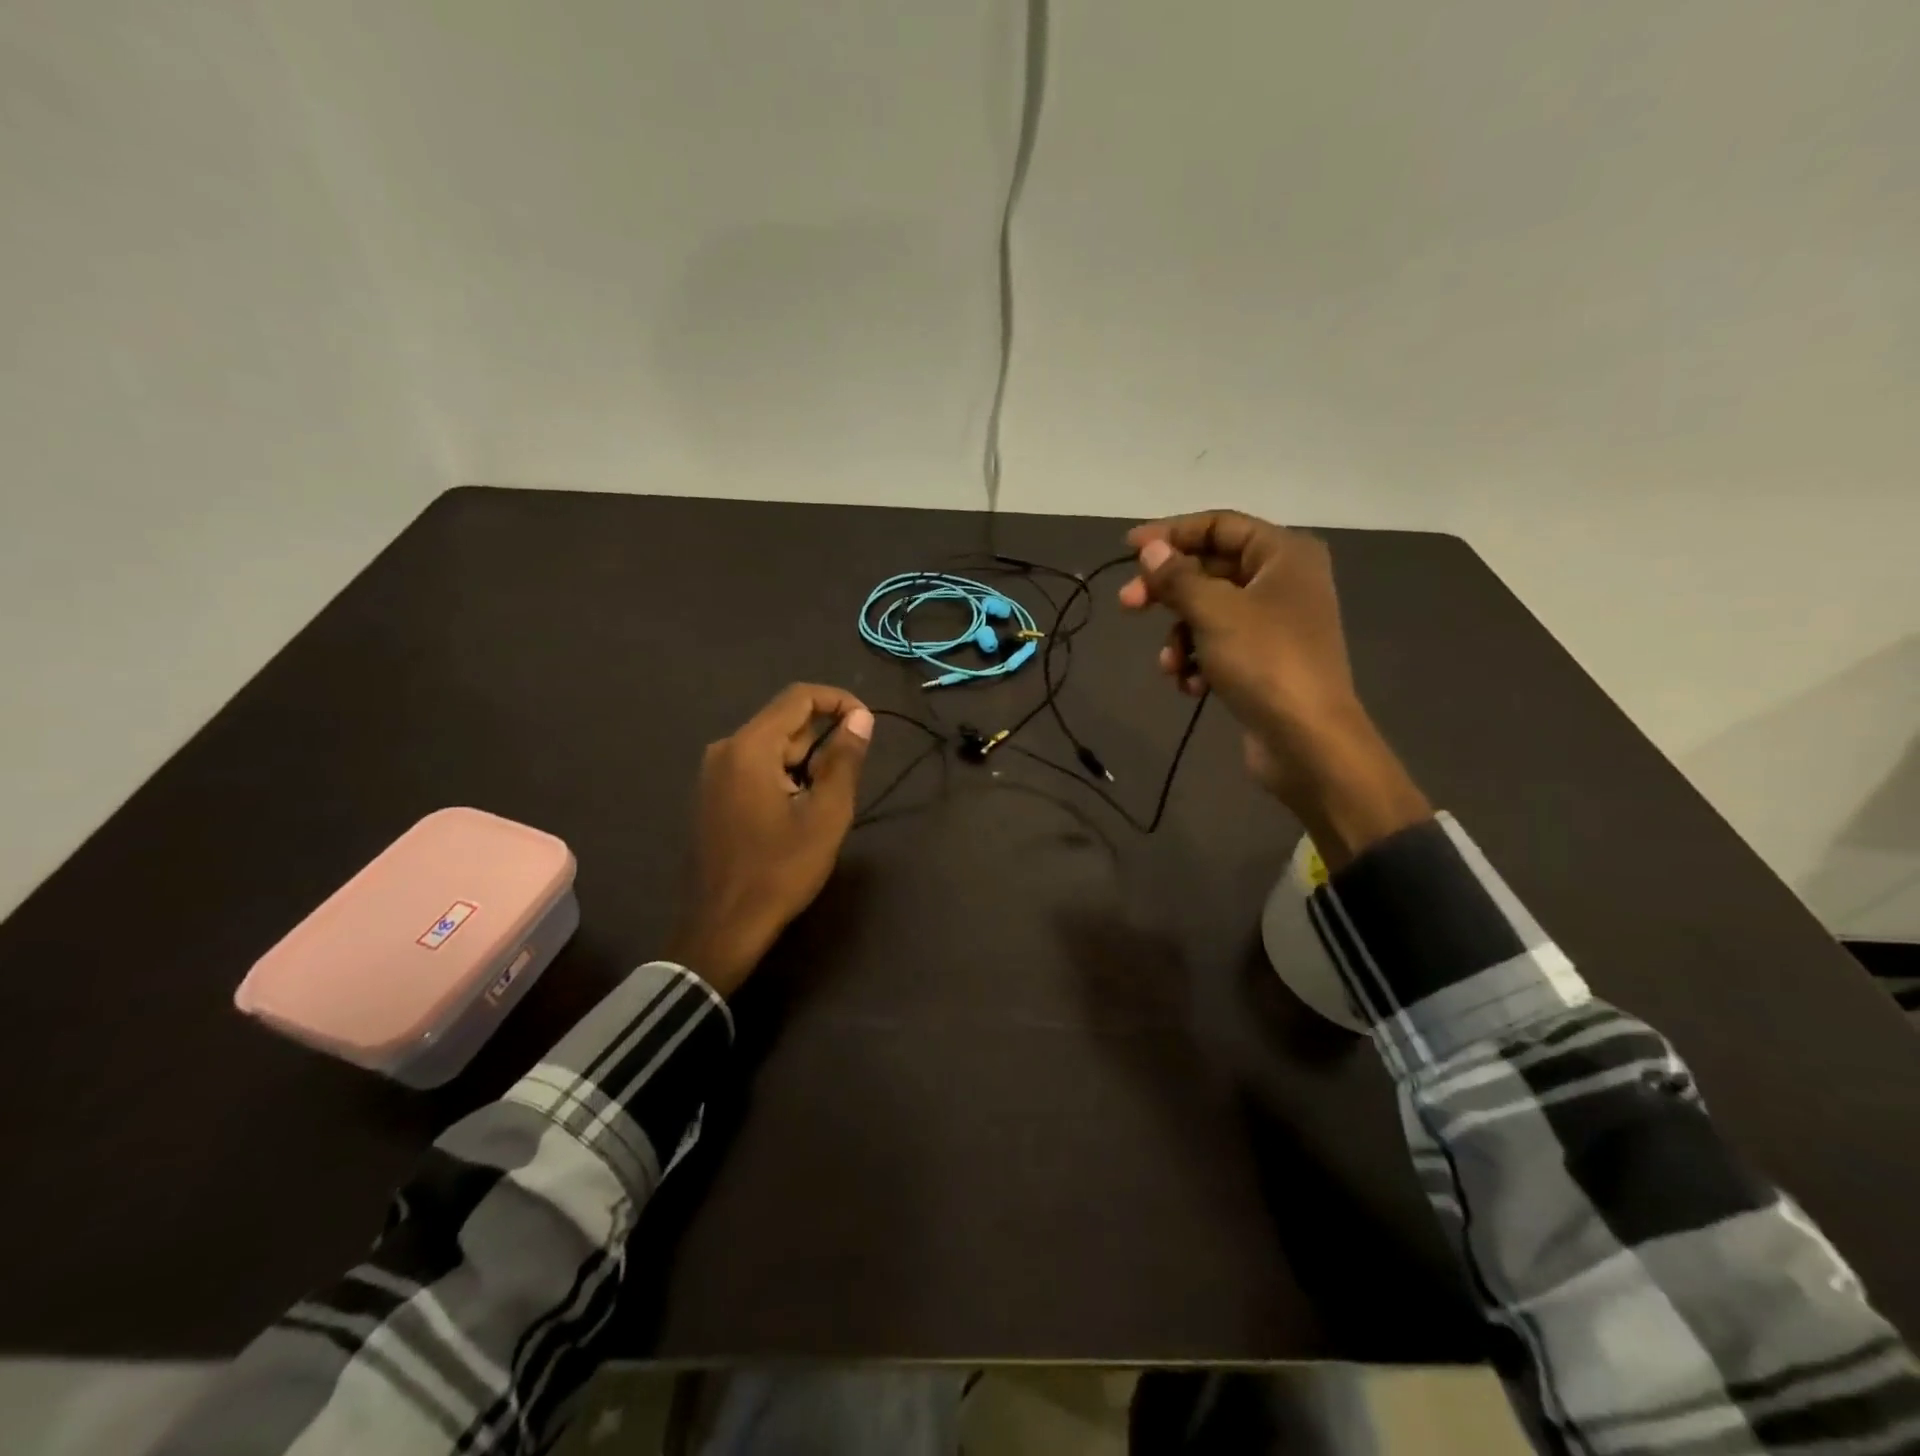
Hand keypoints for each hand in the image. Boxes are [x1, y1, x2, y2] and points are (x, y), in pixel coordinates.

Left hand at [665, 684, 873, 994]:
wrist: (722, 926)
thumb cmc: (780, 870)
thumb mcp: (826, 815)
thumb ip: (844, 760)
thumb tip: (861, 718)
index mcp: (750, 746)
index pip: (799, 697)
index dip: (839, 701)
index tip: (867, 726)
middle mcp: (725, 749)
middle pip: (785, 722)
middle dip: (823, 741)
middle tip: (848, 782)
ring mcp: (713, 773)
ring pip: (772, 747)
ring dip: (805, 763)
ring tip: (823, 805)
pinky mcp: (712, 795)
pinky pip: (755, 768)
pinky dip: (784, 777)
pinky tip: (796, 814)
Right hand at [1117, 510, 1428, 866]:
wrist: (1308, 741)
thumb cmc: (1264, 661)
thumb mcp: (1213, 611)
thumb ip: (1177, 576)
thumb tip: (1150, 549)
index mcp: (1283, 554)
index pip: (1219, 526)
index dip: (1171, 533)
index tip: (1128, 549)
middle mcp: (1283, 581)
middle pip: (1210, 570)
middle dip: (1168, 592)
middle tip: (1128, 606)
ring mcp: (1275, 624)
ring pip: (1209, 613)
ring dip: (1180, 636)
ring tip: (1170, 665)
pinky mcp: (1265, 661)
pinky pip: (1219, 646)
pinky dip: (1199, 661)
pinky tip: (1192, 686)